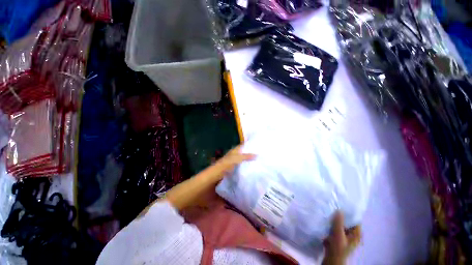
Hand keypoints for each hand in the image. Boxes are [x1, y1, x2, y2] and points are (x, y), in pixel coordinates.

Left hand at [211, 145, 255, 181]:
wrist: (219, 172)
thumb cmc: (228, 163)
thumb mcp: (238, 158)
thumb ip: (247, 156)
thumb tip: (257, 155)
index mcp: (235, 150)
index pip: (243, 145)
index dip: (248, 144)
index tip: (256, 145)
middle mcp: (234, 154)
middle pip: (243, 152)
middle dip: (249, 152)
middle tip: (259, 153)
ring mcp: (234, 161)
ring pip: (242, 158)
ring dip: (248, 159)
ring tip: (257, 160)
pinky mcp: (234, 167)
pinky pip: (241, 164)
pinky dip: (245, 164)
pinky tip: (250, 167)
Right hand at [323, 211, 361, 264]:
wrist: (332, 258)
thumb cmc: (338, 247)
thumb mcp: (338, 233)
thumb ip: (339, 222)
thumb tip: (339, 209)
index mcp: (357, 233)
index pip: (356, 219)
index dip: (349, 212)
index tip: (341, 205)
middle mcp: (353, 234)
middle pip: (348, 221)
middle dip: (341, 215)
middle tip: (333, 207)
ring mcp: (346, 236)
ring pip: (342, 224)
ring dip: (337, 219)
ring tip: (330, 211)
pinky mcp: (340, 237)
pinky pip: (338, 227)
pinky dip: (334, 223)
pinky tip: (328, 219)